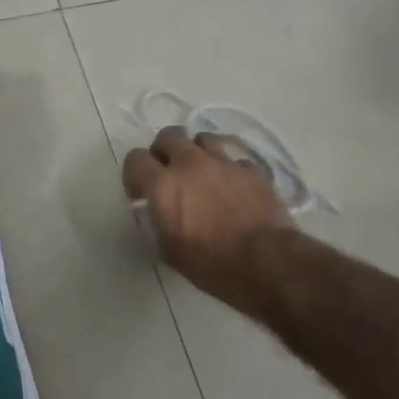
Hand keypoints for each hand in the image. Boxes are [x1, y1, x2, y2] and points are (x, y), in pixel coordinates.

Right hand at [122, 128, 294, 313]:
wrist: (265, 261)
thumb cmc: (210, 263)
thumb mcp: (169, 250)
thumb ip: (159, 221)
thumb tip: (161, 212)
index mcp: (164, 185)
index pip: (135, 159)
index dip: (133, 175)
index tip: (141, 194)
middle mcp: (191, 164)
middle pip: (169, 135)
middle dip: (163, 151)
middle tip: (168, 174)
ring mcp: (225, 163)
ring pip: (203, 138)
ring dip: (196, 152)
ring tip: (201, 174)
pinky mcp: (253, 170)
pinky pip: (234, 160)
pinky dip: (228, 170)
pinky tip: (232, 188)